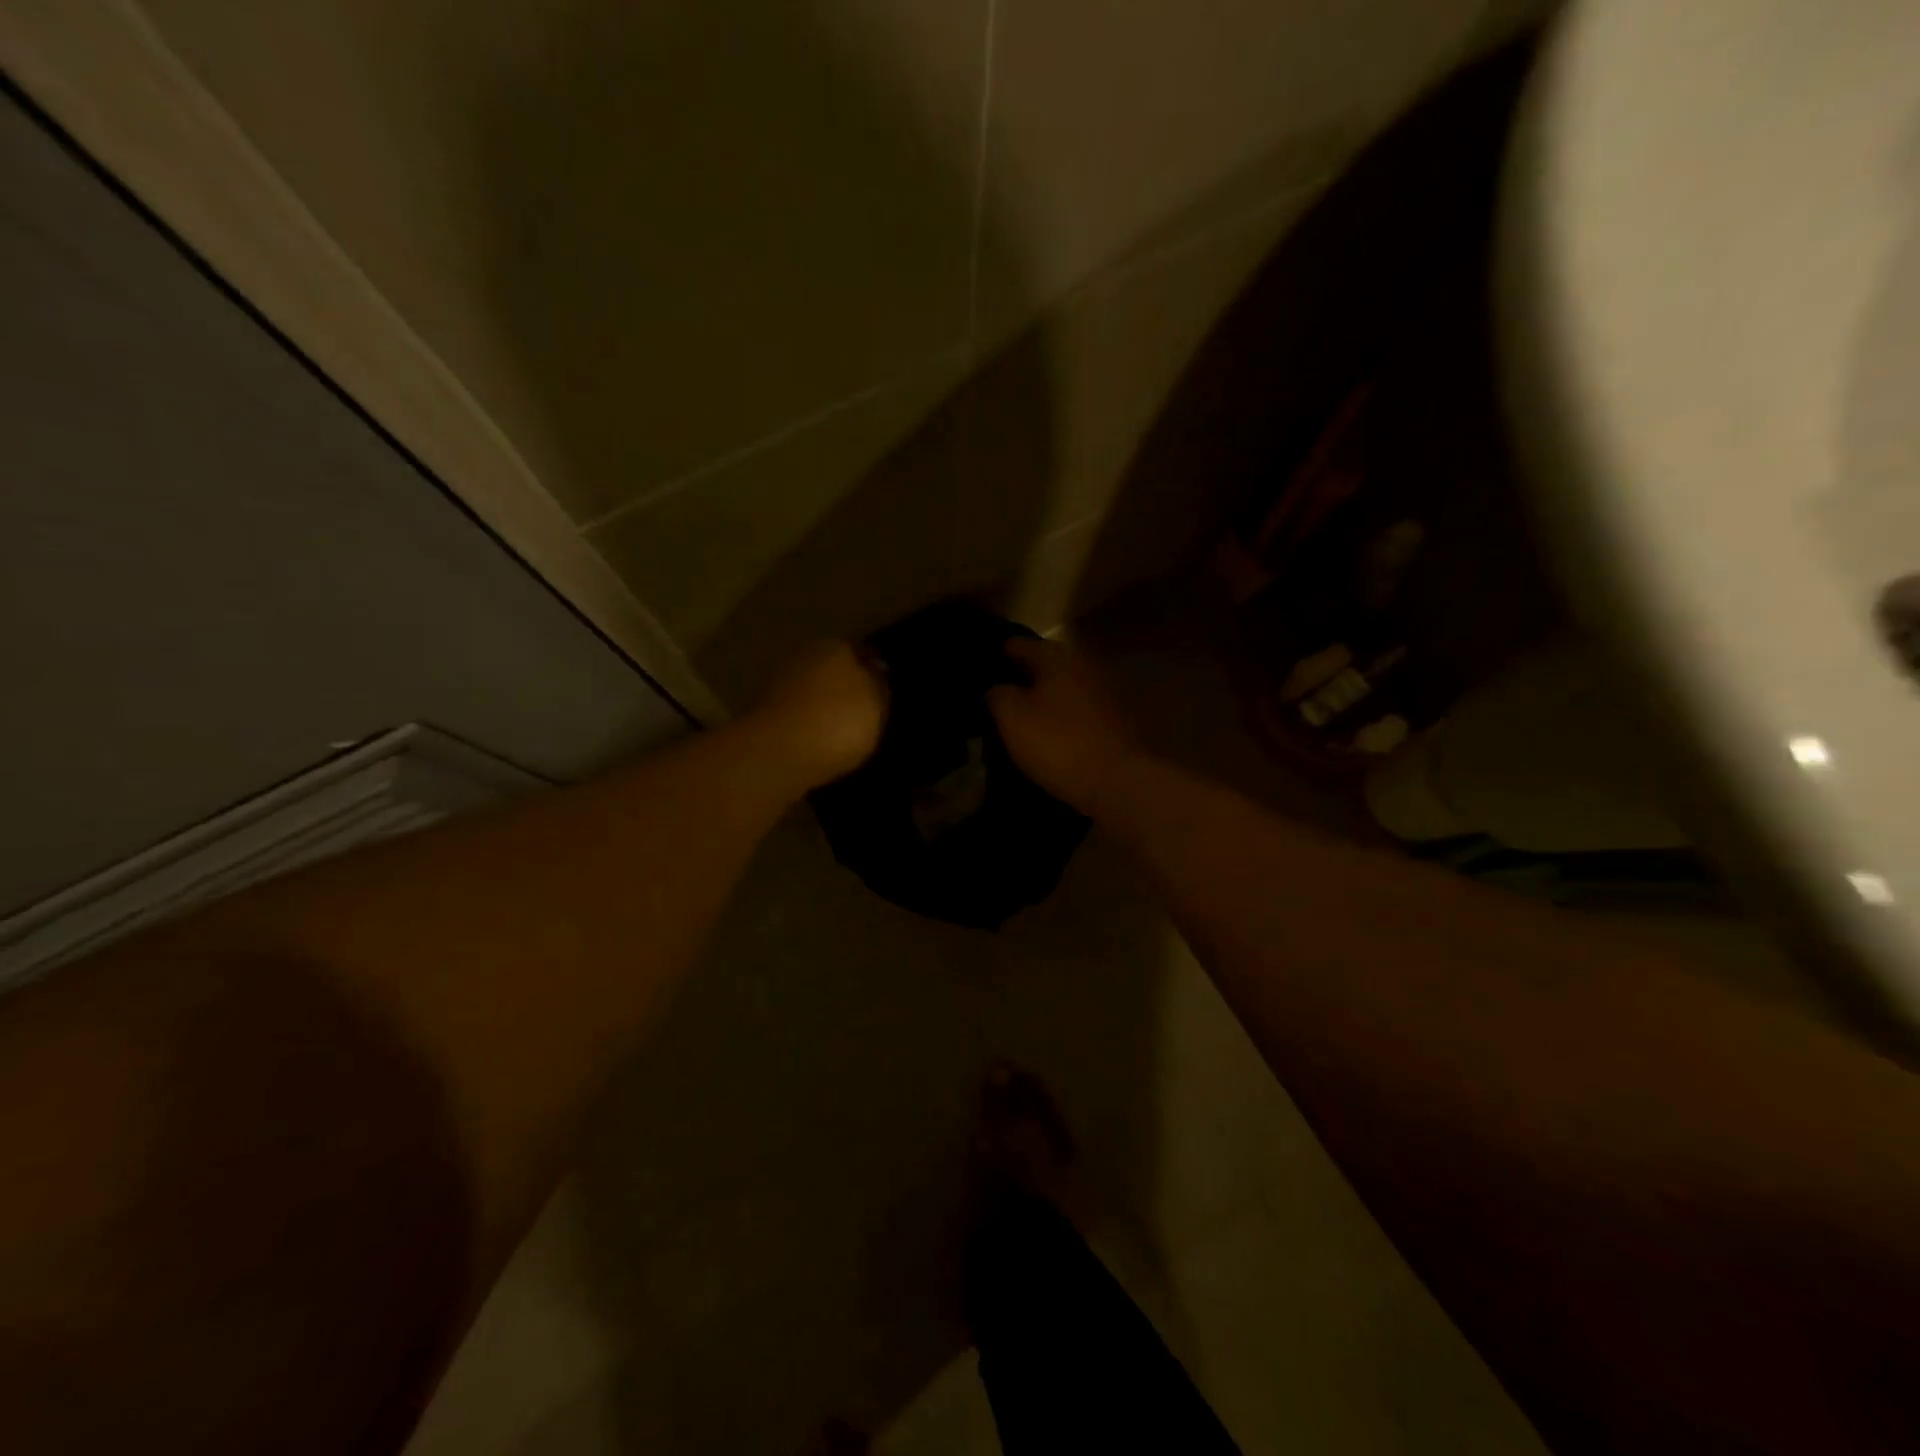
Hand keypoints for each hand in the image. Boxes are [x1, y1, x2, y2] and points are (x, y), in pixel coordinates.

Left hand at [745, 641, 888, 789]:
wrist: (777, 754)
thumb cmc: (838, 722)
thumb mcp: (876, 703)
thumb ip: (879, 683)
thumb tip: (877, 669)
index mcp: (837, 645)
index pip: (864, 650)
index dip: (877, 668)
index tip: (887, 688)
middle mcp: (805, 655)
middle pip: (834, 667)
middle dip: (848, 684)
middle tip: (867, 710)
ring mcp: (780, 683)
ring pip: (813, 689)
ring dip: (826, 703)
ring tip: (844, 730)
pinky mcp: (764, 712)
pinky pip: (798, 712)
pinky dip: (809, 721)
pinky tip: (820, 740)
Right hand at [987, 637, 1141, 813]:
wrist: (1116, 781)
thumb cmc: (1057, 743)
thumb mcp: (1012, 717)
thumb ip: (997, 694)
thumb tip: (997, 688)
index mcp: (1057, 658)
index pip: (1018, 644)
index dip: (997, 655)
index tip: (979, 670)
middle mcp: (1082, 666)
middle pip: (1043, 664)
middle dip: (1020, 676)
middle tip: (994, 694)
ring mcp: (1101, 693)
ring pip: (1060, 687)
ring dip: (1041, 697)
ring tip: (1017, 715)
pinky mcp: (1111, 720)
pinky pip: (1075, 709)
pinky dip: (1058, 715)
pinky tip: (1045, 731)